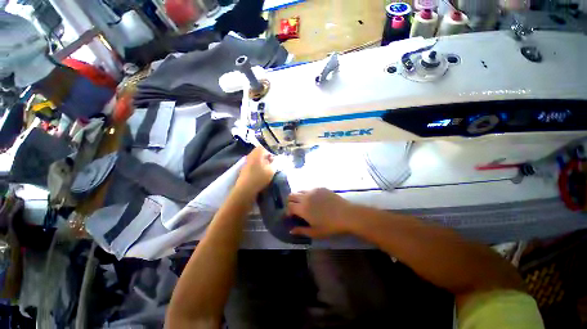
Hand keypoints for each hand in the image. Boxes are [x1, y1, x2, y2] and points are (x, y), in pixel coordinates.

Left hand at [235, 147, 274, 194]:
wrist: (245, 189)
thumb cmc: (259, 178)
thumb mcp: (271, 170)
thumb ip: (275, 164)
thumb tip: (275, 161)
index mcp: (256, 154)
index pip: (263, 148)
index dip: (269, 152)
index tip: (274, 159)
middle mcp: (250, 156)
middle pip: (259, 153)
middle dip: (266, 158)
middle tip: (271, 164)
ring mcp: (246, 163)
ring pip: (256, 160)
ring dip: (262, 163)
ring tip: (267, 170)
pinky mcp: (244, 170)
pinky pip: (252, 165)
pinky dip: (257, 168)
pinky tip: (260, 175)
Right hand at [287, 188, 353, 237]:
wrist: (346, 214)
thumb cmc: (330, 226)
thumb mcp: (315, 232)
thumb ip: (301, 231)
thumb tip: (291, 230)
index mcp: (302, 208)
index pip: (289, 206)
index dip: (288, 211)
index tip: (292, 216)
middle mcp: (305, 197)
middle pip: (291, 195)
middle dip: (290, 202)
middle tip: (296, 209)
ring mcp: (313, 190)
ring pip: (300, 190)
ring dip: (299, 197)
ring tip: (305, 203)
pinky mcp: (321, 188)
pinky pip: (310, 189)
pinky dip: (308, 194)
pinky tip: (315, 200)